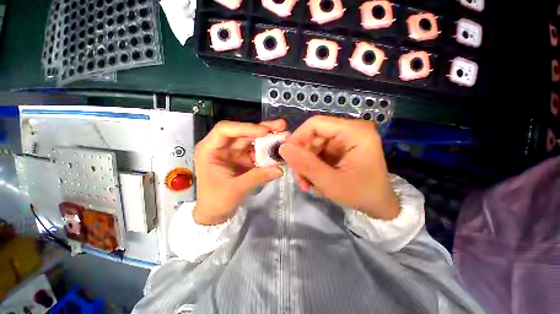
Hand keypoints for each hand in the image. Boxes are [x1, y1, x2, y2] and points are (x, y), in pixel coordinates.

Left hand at [194, 120, 285, 224]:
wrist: (215, 214)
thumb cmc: (216, 201)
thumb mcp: (234, 190)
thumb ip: (256, 178)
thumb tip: (279, 170)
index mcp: (210, 149)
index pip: (225, 130)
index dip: (246, 127)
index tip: (265, 132)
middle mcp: (222, 147)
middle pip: (243, 133)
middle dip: (263, 130)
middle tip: (281, 126)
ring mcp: (234, 153)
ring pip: (252, 140)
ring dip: (268, 139)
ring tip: (285, 136)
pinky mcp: (244, 159)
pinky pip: (257, 152)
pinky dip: (268, 151)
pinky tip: (279, 150)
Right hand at [279, 116, 398, 219]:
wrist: (380, 206)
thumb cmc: (361, 194)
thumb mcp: (330, 182)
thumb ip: (306, 164)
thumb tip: (283, 148)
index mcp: (354, 132)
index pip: (316, 124)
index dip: (298, 137)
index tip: (287, 156)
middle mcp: (351, 130)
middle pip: (314, 135)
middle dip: (302, 157)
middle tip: (299, 178)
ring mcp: (346, 139)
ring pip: (314, 145)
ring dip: (306, 164)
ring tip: (306, 184)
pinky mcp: (342, 148)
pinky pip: (320, 152)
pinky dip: (313, 166)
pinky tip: (314, 180)